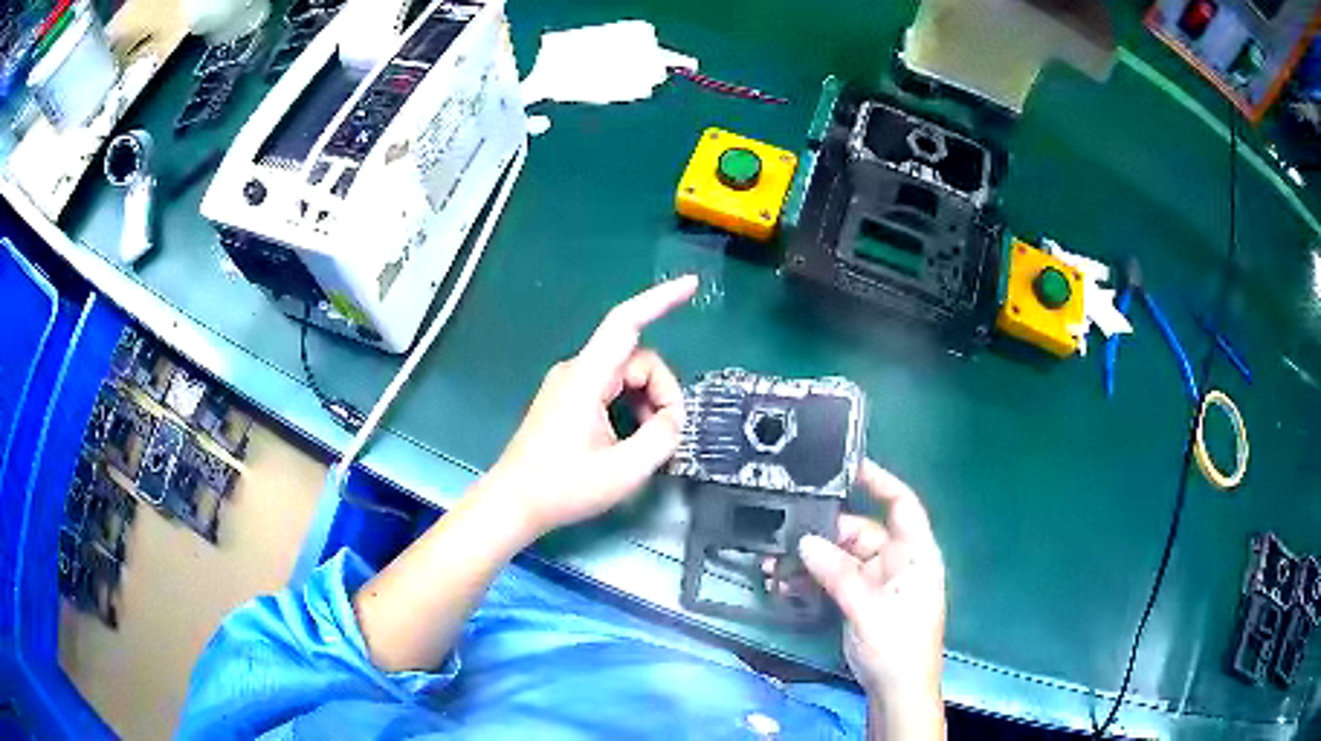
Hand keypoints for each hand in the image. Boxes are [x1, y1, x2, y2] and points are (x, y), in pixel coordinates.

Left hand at [483, 276, 697, 536]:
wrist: (514, 503)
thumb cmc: (563, 488)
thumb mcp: (625, 470)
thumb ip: (661, 438)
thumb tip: (673, 418)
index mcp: (586, 377)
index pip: (626, 322)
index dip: (660, 300)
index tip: (692, 285)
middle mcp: (577, 370)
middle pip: (636, 359)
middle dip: (661, 391)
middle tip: (667, 435)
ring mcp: (570, 384)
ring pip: (625, 376)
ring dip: (646, 402)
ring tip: (647, 444)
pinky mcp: (567, 399)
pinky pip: (610, 389)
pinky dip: (630, 408)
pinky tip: (630, 440)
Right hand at [798, 460, 945, 732]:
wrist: (896, 692)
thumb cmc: (897, 647)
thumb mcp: (868, 609)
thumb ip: (838, 575)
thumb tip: (805, 542)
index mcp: (915, 555)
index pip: (902, 505)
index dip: (879, 481)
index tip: (846, 466)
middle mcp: (898, 561)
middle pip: (861, 532)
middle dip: (825, 532)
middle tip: (786, 534)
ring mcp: (878, 582)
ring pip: (842, 557)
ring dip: (811, 560)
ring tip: (776, 565)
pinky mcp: (862, 600)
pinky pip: (834, 579)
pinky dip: (813, 580)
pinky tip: (785, 586)